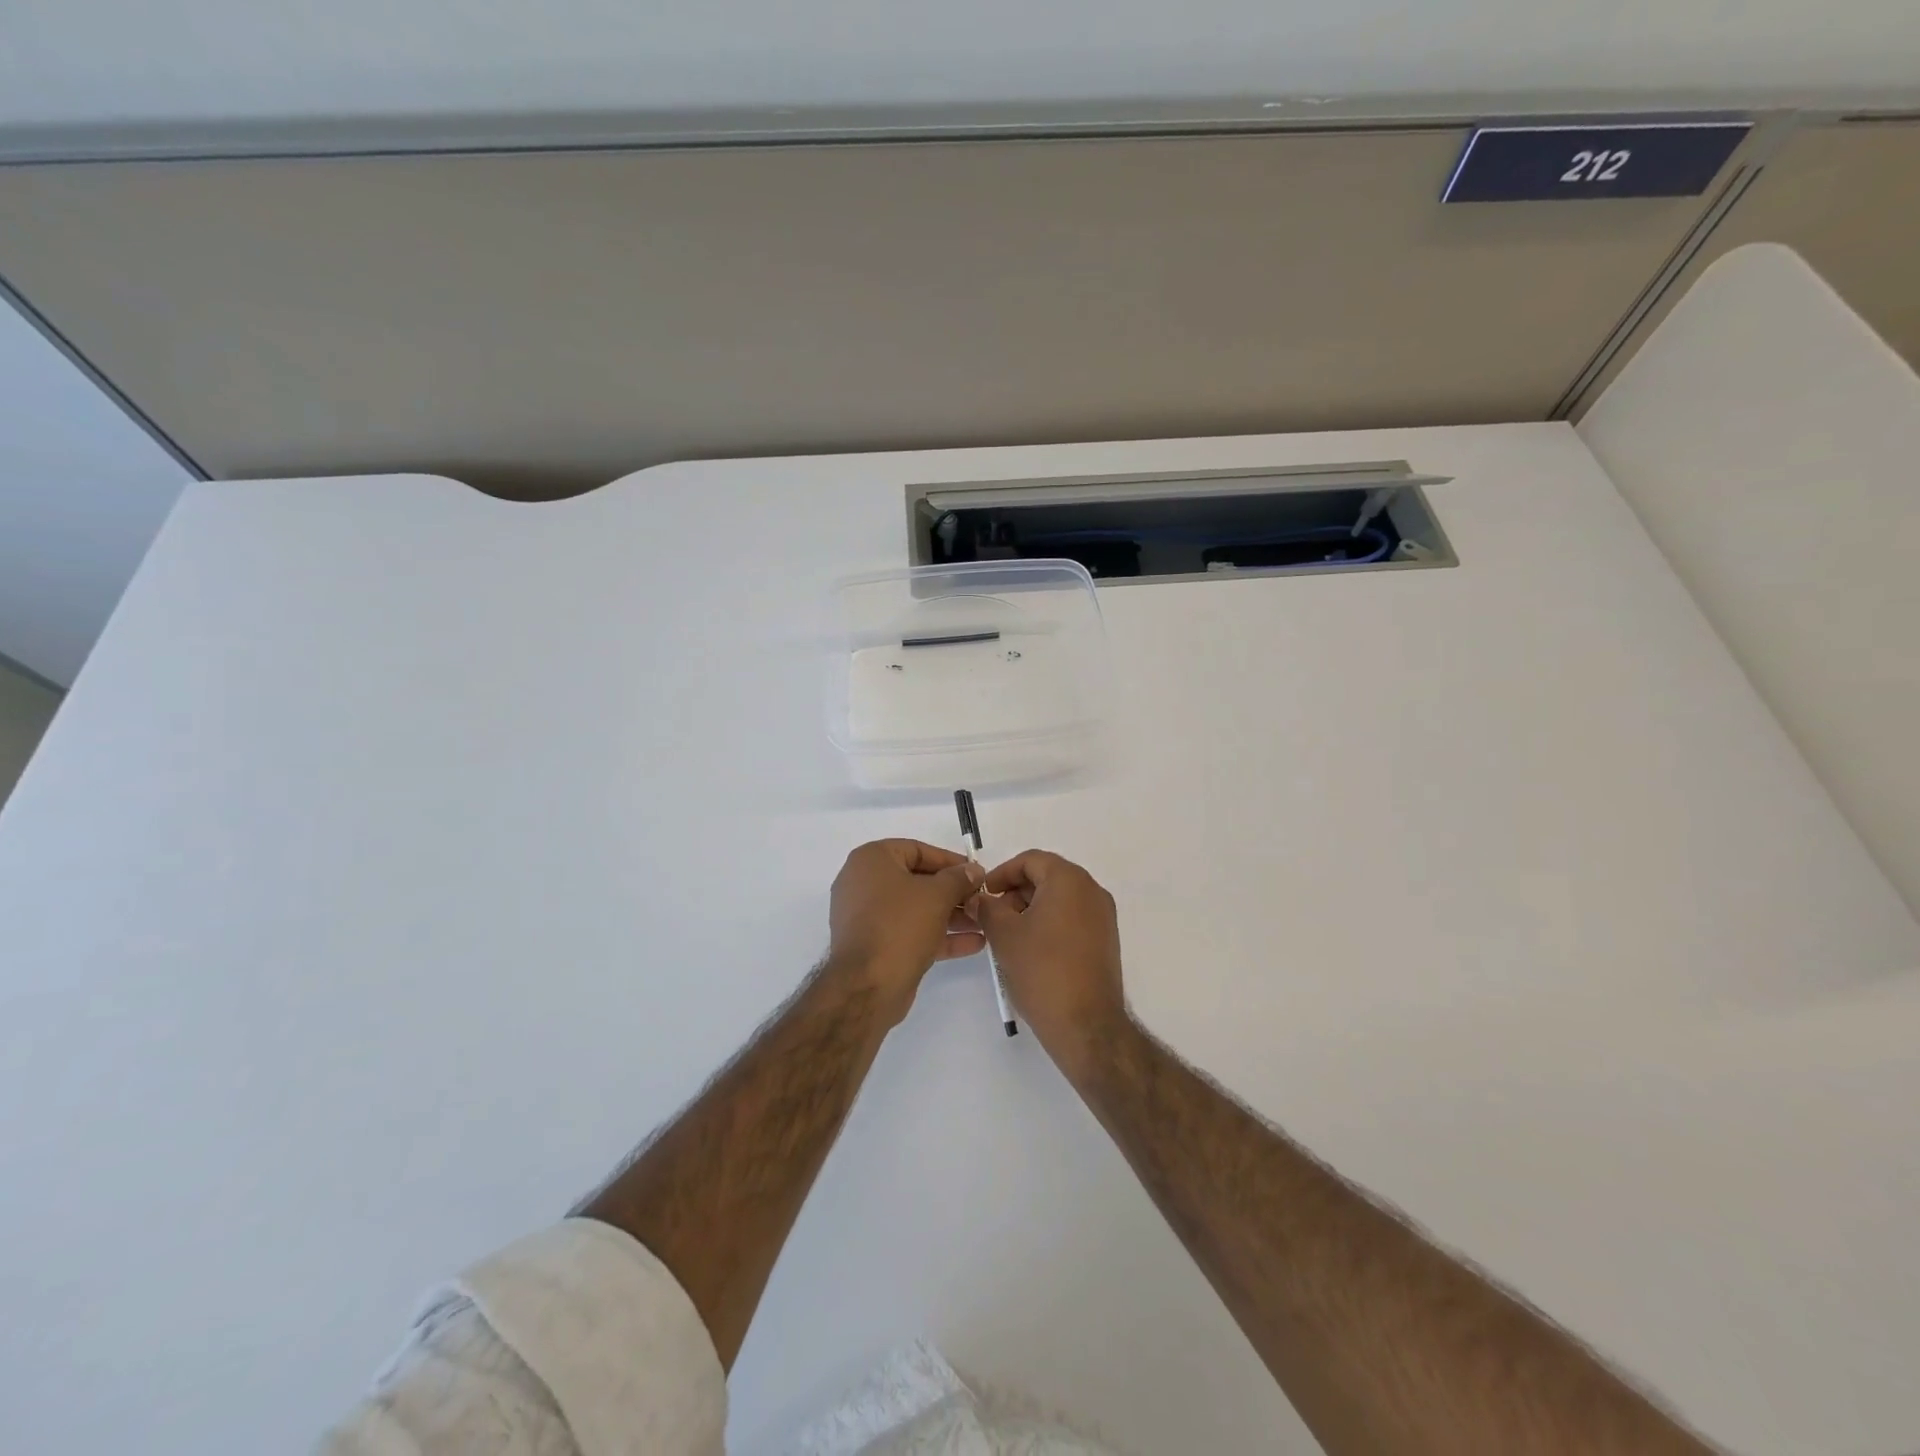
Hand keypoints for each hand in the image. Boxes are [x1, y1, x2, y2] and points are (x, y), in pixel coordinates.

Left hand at [828, 840, 985, 1021]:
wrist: (867, 986)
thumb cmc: (900, 925)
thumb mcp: (937, 895)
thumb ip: (959, 878)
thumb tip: (973, 870)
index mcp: (871, 860)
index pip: (917, 850)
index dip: (950, 860)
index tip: (976, 872)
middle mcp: (864, 883)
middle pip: (917, 881)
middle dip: (953, 892)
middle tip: (981, 899)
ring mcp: (867, 917)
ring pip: (916, 909)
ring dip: (950, 915)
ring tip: (983, 922)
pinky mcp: (875, 945)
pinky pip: (910, 932)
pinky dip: (938, 935)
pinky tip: (974, 943)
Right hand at [971, 850, 1128, 1076]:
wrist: (1086, 1025)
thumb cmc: (1042, 971)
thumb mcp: (1004, 935)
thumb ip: (987, 908)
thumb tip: (979, 899)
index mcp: (1070, 880)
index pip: (1031, 860)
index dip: (1002, 873)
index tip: (984, 893)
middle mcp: (1092, 891)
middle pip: (1048, 876)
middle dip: (1016, 891)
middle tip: (992, 914)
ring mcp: (1103, 916)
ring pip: (1061, 898)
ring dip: (1031, 907)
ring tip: (1008, 934)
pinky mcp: (1106, 940)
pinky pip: (1073, 917)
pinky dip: (1050, 922)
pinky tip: (1031, 948)